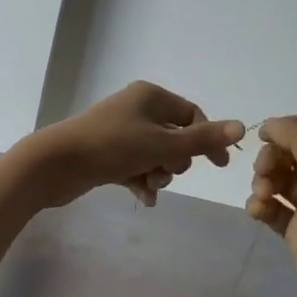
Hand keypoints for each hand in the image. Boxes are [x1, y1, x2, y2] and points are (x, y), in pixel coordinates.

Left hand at [23, 81, 243, 208]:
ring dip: (159, 173)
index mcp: (150, 97)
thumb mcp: (162, 144)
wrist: (56, 163)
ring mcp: (119, 131)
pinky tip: (144, 199)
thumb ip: (203, 140)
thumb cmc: (112, 147)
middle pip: (174, 136)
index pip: (192, 115)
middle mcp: (136, 109)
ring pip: (155, 154)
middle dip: (176, 160)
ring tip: (149, 185)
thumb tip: (241, 127)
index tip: (219, 167)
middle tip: (165, 170)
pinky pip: (135, 167)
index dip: (207, 139)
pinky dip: (142, 181)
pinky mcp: (106, 153)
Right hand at [246, 116, 296, 296]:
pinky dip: (263, 206)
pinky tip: (256, 213)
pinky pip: (276, 207)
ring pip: (282, 180)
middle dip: (272, 159)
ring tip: (260, 199)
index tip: (262, 139)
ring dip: (264, 182)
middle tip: (262, 175)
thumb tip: (272, 124)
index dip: (288, 127)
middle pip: (295, 152)